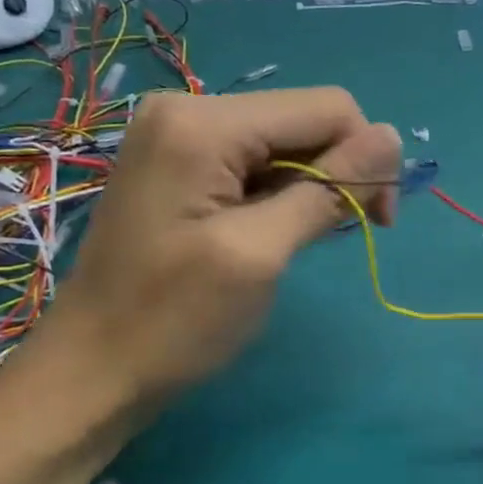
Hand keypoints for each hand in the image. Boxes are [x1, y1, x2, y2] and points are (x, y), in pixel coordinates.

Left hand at [43, 87, 401, 412]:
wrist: (90, 375)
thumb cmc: (173, 322)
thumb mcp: (260, 253)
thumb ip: (328, 188)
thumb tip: (392, 136)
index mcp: (205, 123)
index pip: (327, 109)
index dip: (367, 158)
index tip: (377, 222)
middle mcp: (190, 110)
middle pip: (305, 120)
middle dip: (339, 171)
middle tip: (342, 234)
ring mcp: (180, 135)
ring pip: (286, 141)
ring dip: (312, 186)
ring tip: (298, 241)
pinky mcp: (180, 162)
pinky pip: (256, 160)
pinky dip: (282, 192)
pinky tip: (274, 231)